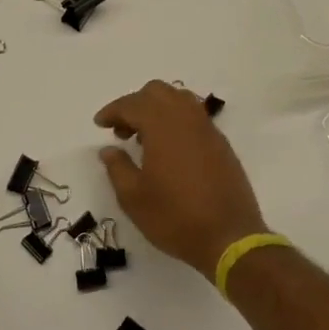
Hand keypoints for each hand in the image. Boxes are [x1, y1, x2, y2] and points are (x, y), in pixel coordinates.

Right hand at [95, 81, 265, 278]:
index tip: (100, 124)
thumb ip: (117, 168)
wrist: (229, 237)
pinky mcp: (221, 143)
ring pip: (179, 100)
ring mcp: (207, 129)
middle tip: (122, 131)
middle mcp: (186, 118)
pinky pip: (194, 117)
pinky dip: (176, 121)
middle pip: (157, 92)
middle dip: (135, 104)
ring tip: (145, 139)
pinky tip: (169, 149)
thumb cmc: (174, 217)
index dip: (113, 111)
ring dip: (158, 110)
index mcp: (162, 126)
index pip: (132, 104)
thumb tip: (109, 150)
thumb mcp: (133, 198)